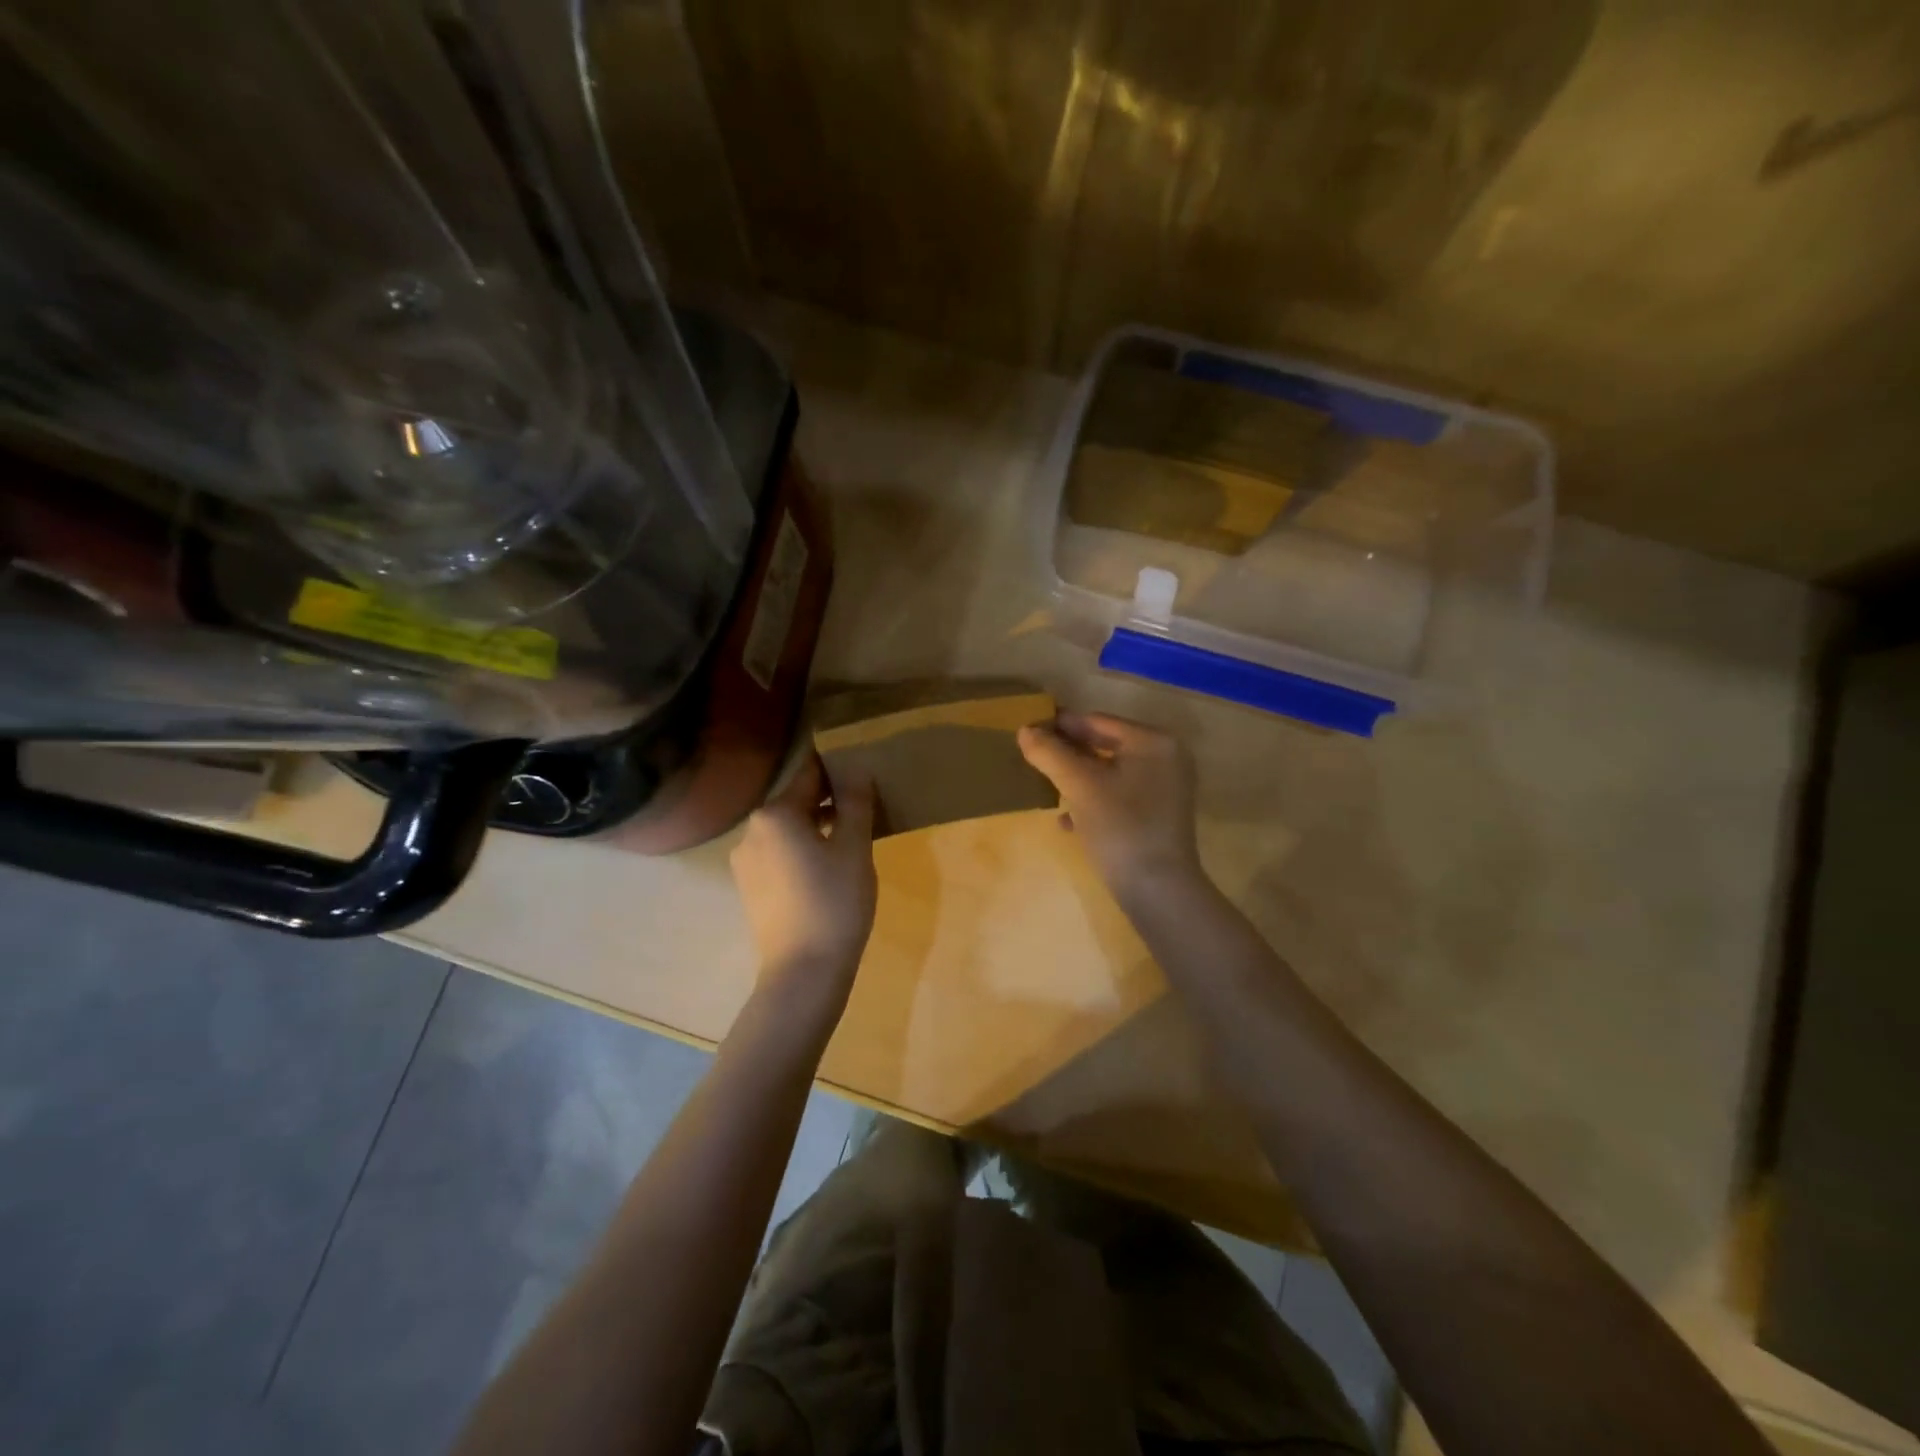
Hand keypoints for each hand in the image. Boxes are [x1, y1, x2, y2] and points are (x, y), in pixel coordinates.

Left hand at [730, 755, 877, 1014]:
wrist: (804, 972)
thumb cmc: (835, 902)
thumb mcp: (854, 847)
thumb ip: (854, 802)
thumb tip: (854, 768)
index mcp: (775, 814)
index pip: (810, 774)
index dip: (838, 768)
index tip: (862, 768)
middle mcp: (751, 831)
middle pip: (796, 802)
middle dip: (829, 800)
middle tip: (865, 807)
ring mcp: (745, 861)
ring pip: (788, 830)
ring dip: (817, 827)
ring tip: (852, 839)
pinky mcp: (749, 887)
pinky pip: (780, 854)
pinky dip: (803, 851)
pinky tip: (828, 868)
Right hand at [1017, 712, 1202, 899]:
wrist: (1158, 891)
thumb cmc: (1121, 827)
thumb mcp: (1079, 786)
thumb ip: (1050, 753)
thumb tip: (1024, 729)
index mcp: (1154, 741)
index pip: (1097, 721)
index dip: (1060, 726)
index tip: (1027, 732)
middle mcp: (1166, 758)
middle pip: (1105, 745)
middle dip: (1068, 754)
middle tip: (1033, 759)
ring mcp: (1165, 789)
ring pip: (1109, 773)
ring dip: (1077, 779)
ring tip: (1045, 787)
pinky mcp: (1157, 816)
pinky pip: (1118, 797)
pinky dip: (1093, 802)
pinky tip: (1066, 821)